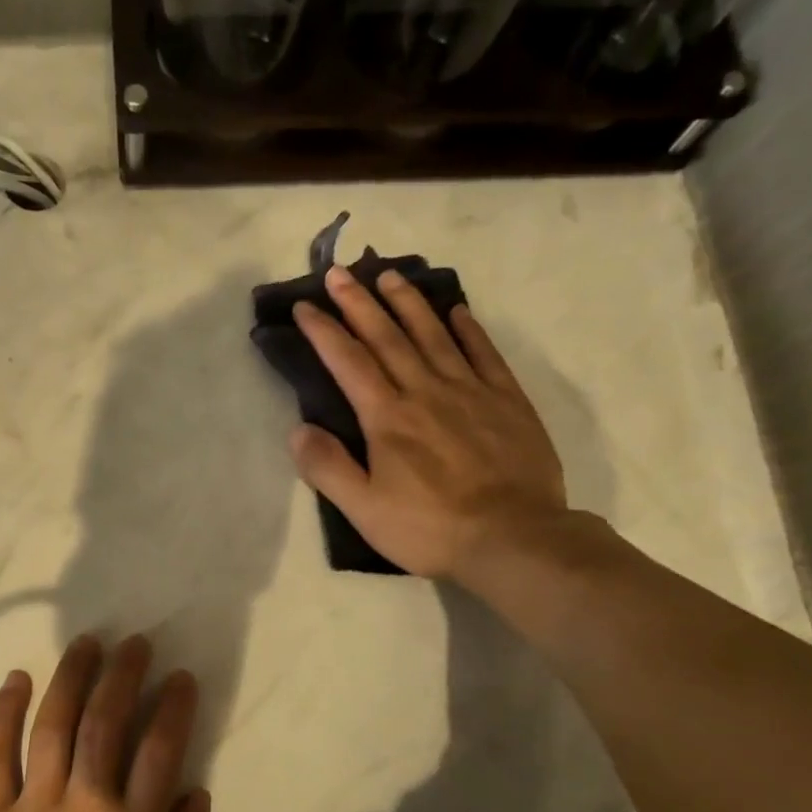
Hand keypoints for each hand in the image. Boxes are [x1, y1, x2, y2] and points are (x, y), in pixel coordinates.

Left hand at [0, 634, 217, 811]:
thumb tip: (193, 793)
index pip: (160, 750)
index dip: (174, 707)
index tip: (181, 678)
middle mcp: (85, 805)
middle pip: (105, 722)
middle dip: (124, 675)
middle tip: (135, 643)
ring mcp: (33, 807)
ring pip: (54, 725)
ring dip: (72, 678)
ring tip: (86, 644)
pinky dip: (4, 713)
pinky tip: (16, 680)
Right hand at [289, 265, 570, 586]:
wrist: (513, 538)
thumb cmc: (430, 528)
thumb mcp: (364, 510)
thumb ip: (328, 468)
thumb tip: (297, 430)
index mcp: (388, 417)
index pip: (349, 362)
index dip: (324, 331)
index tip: (304, 306)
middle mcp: (426, 392)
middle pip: (388, 337)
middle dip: (359, 303)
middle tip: (340, 273)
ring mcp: (470, 391)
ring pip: (434, 335)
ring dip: (409, 303)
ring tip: (390, 276)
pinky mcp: (507, 401)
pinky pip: (484, 353)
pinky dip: (468, 329)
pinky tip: (457, 311)